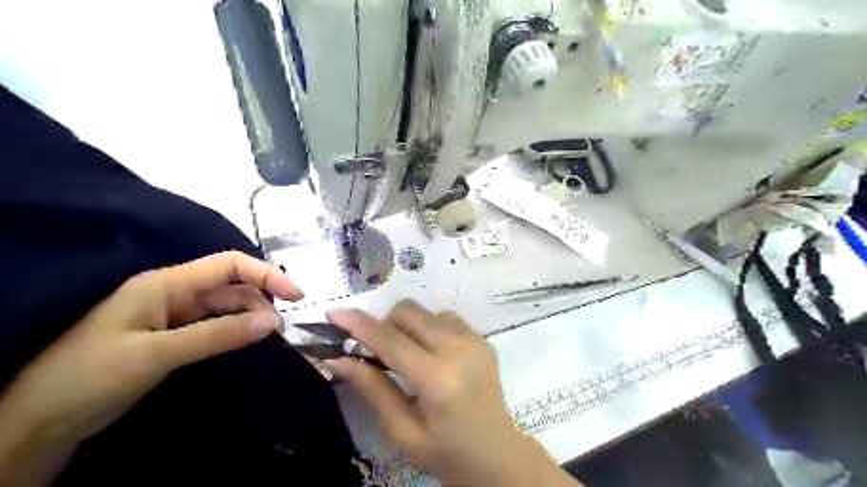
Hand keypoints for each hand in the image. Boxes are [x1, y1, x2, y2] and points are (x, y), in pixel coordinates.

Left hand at [0, 254, 301, 484]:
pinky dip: (236, 331)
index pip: (229, 264)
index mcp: (166, 284)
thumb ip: (218, 335)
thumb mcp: (156, 354)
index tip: (296, 296)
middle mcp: (174, 293)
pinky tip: (247, 342)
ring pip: (226, 307)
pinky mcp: (173, 336)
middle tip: (280, 330)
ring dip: (251, 318)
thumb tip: (274, 322)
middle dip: (261, 302)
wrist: (37, 423)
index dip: (266, 274)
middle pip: (232, 286)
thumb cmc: (88, 378)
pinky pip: (215, 325)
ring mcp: (173, 315)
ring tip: (269, 338)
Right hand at [329, 301, 576, 486]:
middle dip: (385, 323)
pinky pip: (446, 317)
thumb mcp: (401, 430)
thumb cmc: (445, 451)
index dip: (359, 324)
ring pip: (426, 311)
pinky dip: (430, 327)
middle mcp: (458, 350)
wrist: (496, 453)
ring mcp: (474, 340)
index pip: (389, 340)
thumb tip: (339, 359)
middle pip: (409, 313)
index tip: (335, 313)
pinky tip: (432, 352)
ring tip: (408, 354)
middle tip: (377, 349)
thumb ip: (372, 389)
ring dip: (408, 325)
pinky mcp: (482, 338)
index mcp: (436, 379)